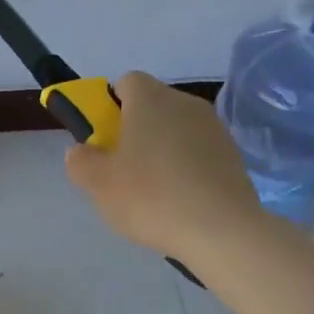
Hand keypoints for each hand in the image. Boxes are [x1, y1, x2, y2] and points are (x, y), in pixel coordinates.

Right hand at [64, 72, 263, 262]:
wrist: (222, 230)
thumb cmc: (152, 197)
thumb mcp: (98, 183)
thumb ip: (80, 161)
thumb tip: (82, 151)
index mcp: (150, 99)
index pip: (126, 82)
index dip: (110, 107)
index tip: (104, 139)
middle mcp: (185, 102)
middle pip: (152, 107)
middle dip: (135, 131)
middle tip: (122, 170)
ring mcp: (214, 128)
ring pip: (177, 131)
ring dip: (162, 152)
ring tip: (154, 193)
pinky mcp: (233, 155)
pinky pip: (199, 153)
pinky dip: (187, 169)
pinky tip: (181, 202)